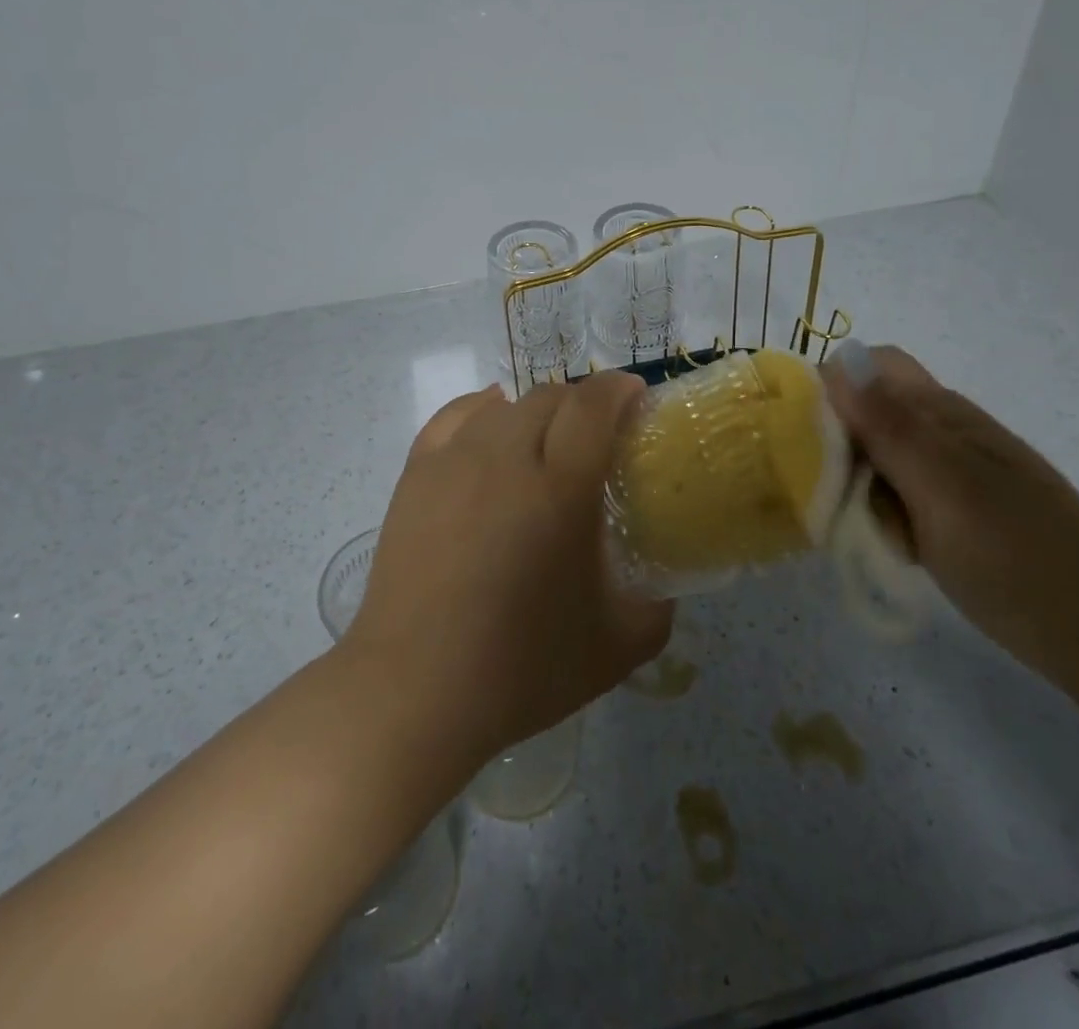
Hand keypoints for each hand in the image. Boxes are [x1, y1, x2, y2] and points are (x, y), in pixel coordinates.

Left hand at [344, 374, 673, 765]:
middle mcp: (506, 457)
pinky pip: (455, 416)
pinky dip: (483, 409)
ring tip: (545, 440)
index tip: (636, 399)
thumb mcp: (616, 647)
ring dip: (537, 410)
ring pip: (505, 405)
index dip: (620, 389)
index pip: (593, 404)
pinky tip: (491, 422)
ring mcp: (454, 461)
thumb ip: (657, 609)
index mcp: (561, 488)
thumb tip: (664, 588)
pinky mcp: (416, 474)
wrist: (414, 690)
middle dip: (583, 402)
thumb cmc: (520, 669)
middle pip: (551, 396)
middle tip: (597, 436)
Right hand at [823, 340, 1078, 729]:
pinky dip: (878, 512)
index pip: (867, 366)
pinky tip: (886, 543)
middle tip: (829, 492)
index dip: (830, 387)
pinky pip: (894, 493)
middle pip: (865, 410)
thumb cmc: (1020, 556)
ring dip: (855, 483)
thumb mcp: (944, 489)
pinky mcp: (950, 511)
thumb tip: (834, 361)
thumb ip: (888, 427)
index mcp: (942, 411)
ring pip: (875, 455)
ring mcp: (948, 473)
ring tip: (858, 527)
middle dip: (836, 442)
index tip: (804, 435)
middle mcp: (942, 431)